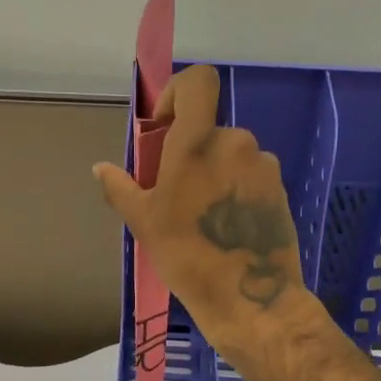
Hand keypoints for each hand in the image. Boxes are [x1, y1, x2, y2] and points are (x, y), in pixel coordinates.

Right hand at [92, 64, 307, 343]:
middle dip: (191, 151)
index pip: (198, 82)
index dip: (178, 93)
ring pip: (231, 154)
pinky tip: (226, 226)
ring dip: (214, 172)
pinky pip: (250, 175)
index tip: (164, 127)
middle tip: (176, 191)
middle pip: (209, 129)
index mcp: (198, 142)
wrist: (251, 299)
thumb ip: (120, 188)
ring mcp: (263, 166)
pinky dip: (235, 189)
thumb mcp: (144, 222)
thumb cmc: (188, 256)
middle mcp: (236, 143)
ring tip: (202, 215)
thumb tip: (100, 169)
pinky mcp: (279, 189)